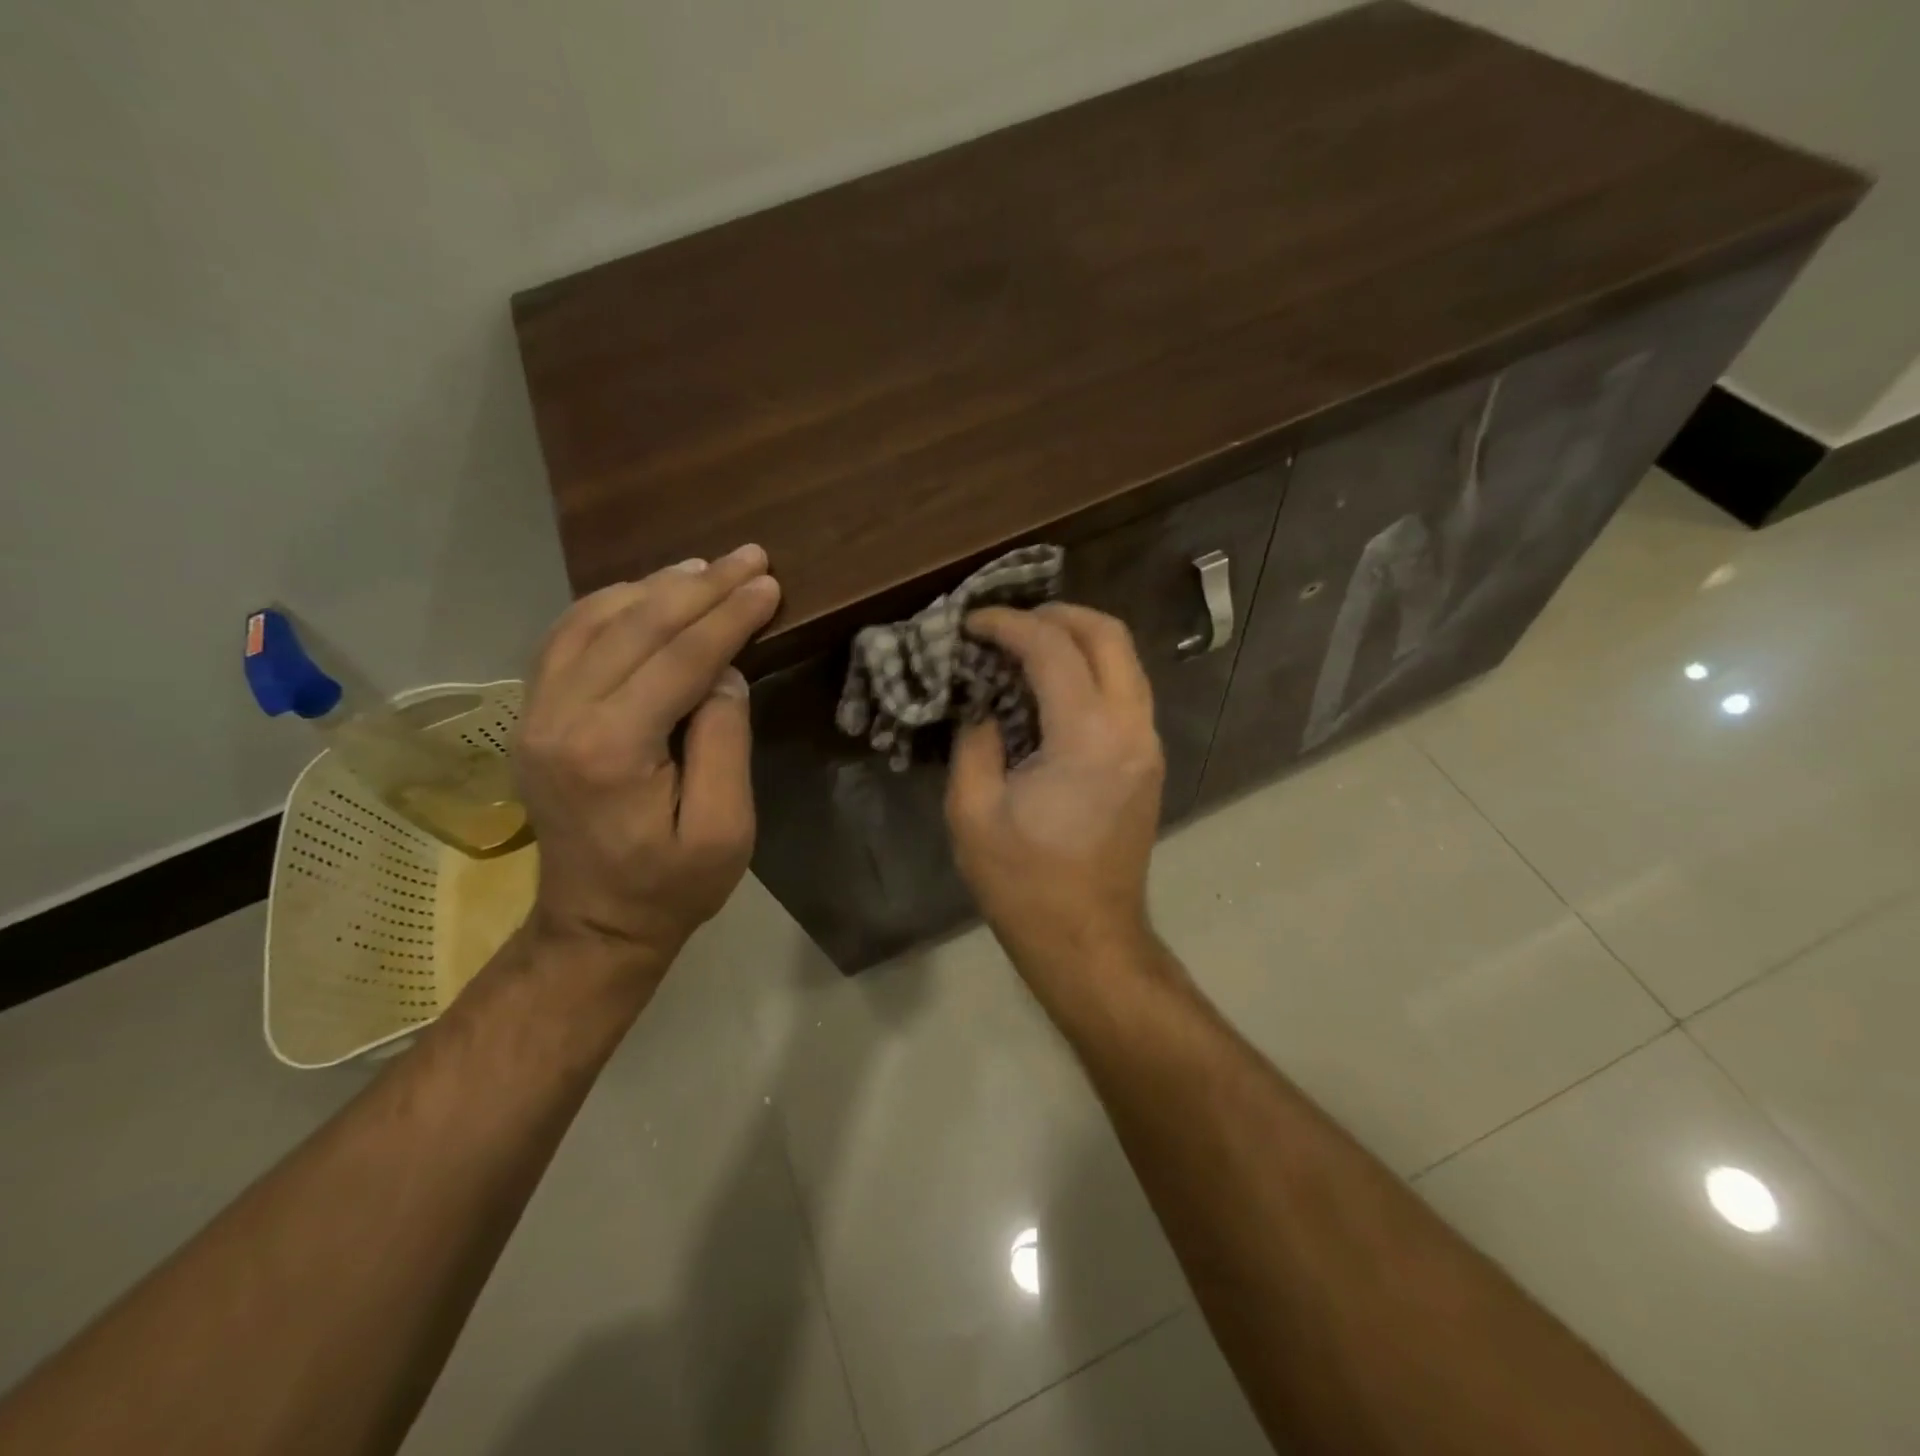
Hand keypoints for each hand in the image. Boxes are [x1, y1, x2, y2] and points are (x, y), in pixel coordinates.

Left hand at [514, 546, 780, 977]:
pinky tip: (645, 594)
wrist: (594, 925)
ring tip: (705, 568)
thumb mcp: (726, 830)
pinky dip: (609, 606)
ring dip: (653, 587)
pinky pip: (566, 639)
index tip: (769, 584)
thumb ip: (725, 742)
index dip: (728, 616)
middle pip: (633, 627)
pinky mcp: (533, 717)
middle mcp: (560, 719)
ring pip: (592, 621)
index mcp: (611, 751)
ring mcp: (535, 715)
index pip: (678, 659)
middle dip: (699, 587)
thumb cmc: (672, 887)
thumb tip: (723, 672)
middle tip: (749, 558)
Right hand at [945, 603, 1165, 969]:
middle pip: (1108, 634)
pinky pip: (1126, 690)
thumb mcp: (973, 811)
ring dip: (1079, 639)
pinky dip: (1092, 669)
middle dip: (1056, 614)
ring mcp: (1148, 743)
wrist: (1088, 938)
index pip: (1052, 648)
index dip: (1008, 624)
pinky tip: (1052, 685)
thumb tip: (985, 706)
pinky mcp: (1149, 760)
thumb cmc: (1024, 883)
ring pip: (1126, 659)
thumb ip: (976, 742)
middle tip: (1008, 622)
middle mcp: (1131, 728)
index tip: (972, 623)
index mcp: (1088, 737)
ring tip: (1028, 645)